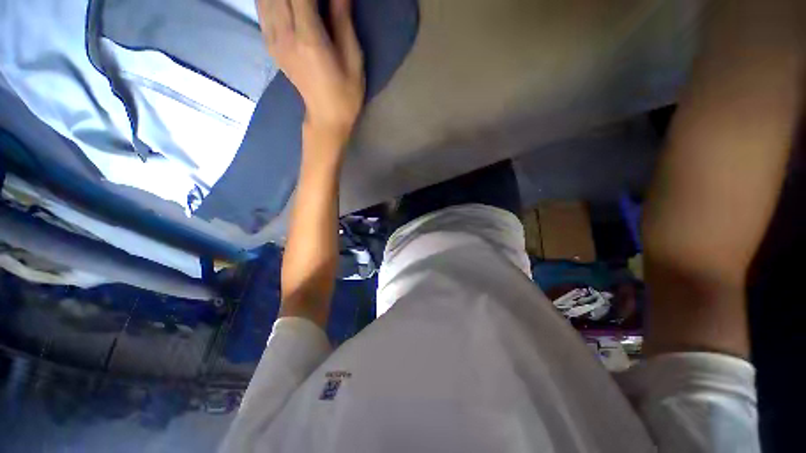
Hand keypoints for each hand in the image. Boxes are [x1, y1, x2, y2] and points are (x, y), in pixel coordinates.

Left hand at [256, 0, 364, 139]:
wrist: (327, 118)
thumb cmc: (346, 93)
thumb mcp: (352, 57)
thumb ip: (342, 17)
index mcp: (308, 38)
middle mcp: (284, 34)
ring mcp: (273, 39)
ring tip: (295, 0)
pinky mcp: (271, 43)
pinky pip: (262, 7)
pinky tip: (281, 2)